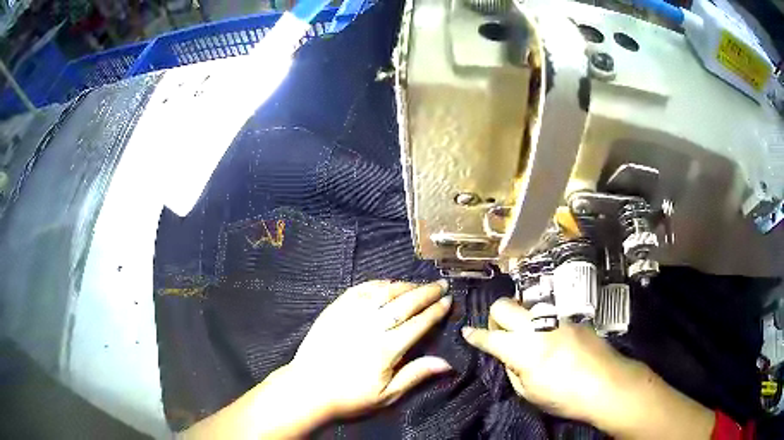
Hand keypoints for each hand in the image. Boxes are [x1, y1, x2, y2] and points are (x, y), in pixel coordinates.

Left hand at [289, 280, 453, 418]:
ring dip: (405, 285)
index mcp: (386, 348)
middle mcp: (371, 326)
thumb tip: (447, 363)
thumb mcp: (387, 395)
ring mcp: (351, 315)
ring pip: (383, 292)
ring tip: (419, 284)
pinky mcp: (335, 310)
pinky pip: (359, 290)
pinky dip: (376, 283)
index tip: (449, 300)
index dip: (436, 310)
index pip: (418, 323)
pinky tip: (387, 283)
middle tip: (441, 284)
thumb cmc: (350, 396)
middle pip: (405, 303)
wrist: (308, 389)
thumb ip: (416, 375)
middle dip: (426, 292)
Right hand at [461, 297, 633, 420]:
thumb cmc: (565, 397)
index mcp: (524, 350)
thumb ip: (513, 370)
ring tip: (529, 341)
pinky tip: (553, 344)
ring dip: (520, 321)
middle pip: (503, 306)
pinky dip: (540, 326)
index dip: (474, 335)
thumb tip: (508, 356)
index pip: (490, 337)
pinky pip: (548, 317)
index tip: (465, 331)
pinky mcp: (573, 319)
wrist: (608, 384)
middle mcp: (538, 327)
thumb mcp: (529, 393)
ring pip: (526, 308)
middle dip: (494, 318)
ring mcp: (558, 319)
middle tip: (500, 336)